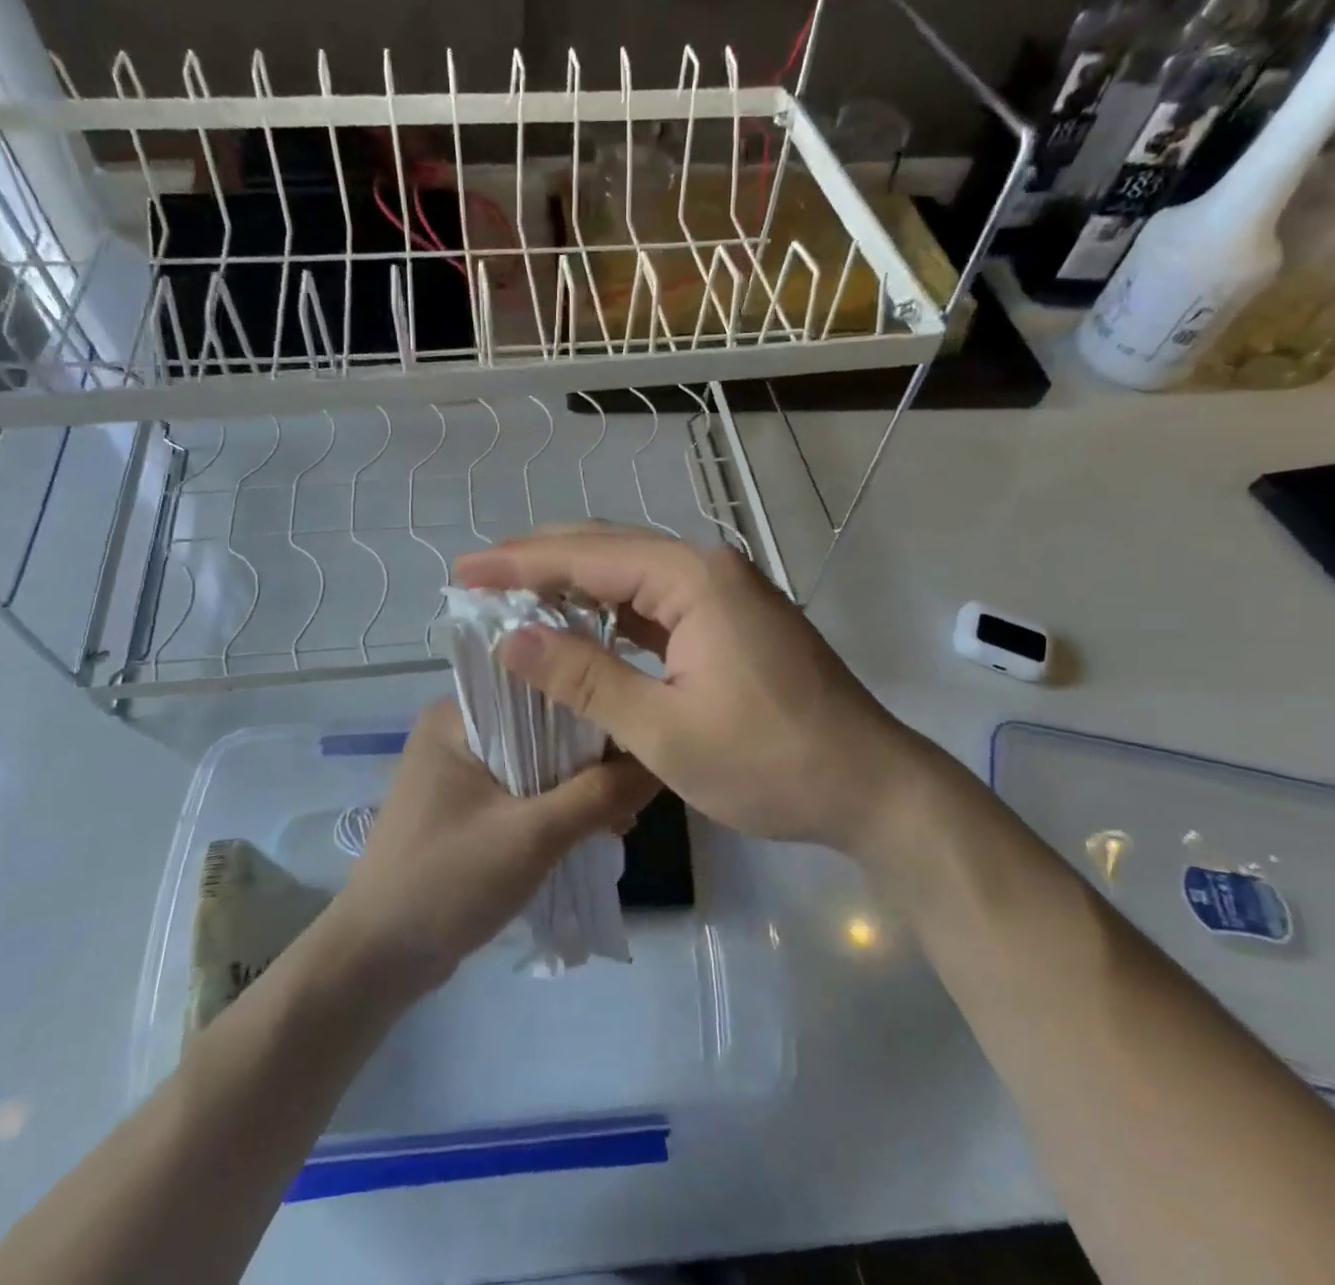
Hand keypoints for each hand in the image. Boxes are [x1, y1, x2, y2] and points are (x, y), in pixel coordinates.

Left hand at [325, 700, 657, 991]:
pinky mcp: (466, 806)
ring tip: (622, 816)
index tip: (639, 734)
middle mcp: (456, 731)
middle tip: (637, 787)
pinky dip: (556, 805)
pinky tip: (593, 829)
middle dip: (590, 756)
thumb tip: (659, 763)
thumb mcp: (531, 836)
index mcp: (456, 716)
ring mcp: (458, 770)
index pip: (538, 687)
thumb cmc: (446, 883)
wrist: (376, 962)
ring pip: (536, 761)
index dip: (592, 706)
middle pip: (540, 725)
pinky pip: (523, 789)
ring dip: (577, 785)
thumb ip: (598, 795)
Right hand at [455, 525, 966, 853]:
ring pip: (633, 571)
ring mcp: (725, 591)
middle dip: (541, 560)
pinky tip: (580, 621)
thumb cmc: (770, 762)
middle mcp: (708, 568)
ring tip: (515, 592)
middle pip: (609, 548)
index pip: (587, 556)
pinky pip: (657, 600)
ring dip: (575, 581)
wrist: (871, 786)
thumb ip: (585, 678)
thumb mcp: (664, 730)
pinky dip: (611, 608)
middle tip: (480, 577)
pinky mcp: (731, 619)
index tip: (463, 572)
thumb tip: (513, 639)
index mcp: (693, 579)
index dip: (518, 563)